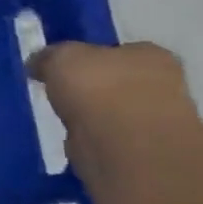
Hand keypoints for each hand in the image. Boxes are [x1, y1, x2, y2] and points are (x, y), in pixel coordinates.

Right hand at [26, 40, 201, 180]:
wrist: (124, 148)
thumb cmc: (98, 89)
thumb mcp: (61, 57)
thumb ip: (49, 56)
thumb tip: (39, 64)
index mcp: (151, 56)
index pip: (119, 50)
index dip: (90, 57)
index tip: (63, 67)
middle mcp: (164, 85)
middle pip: (118, 80)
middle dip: (93, 87)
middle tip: (61, 92)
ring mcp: (157, 121)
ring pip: (114, 111)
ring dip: (92, 115)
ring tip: (63, 117)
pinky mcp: (144, 153)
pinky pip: (110, 137)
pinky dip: (93, 138)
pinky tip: (74, 138)